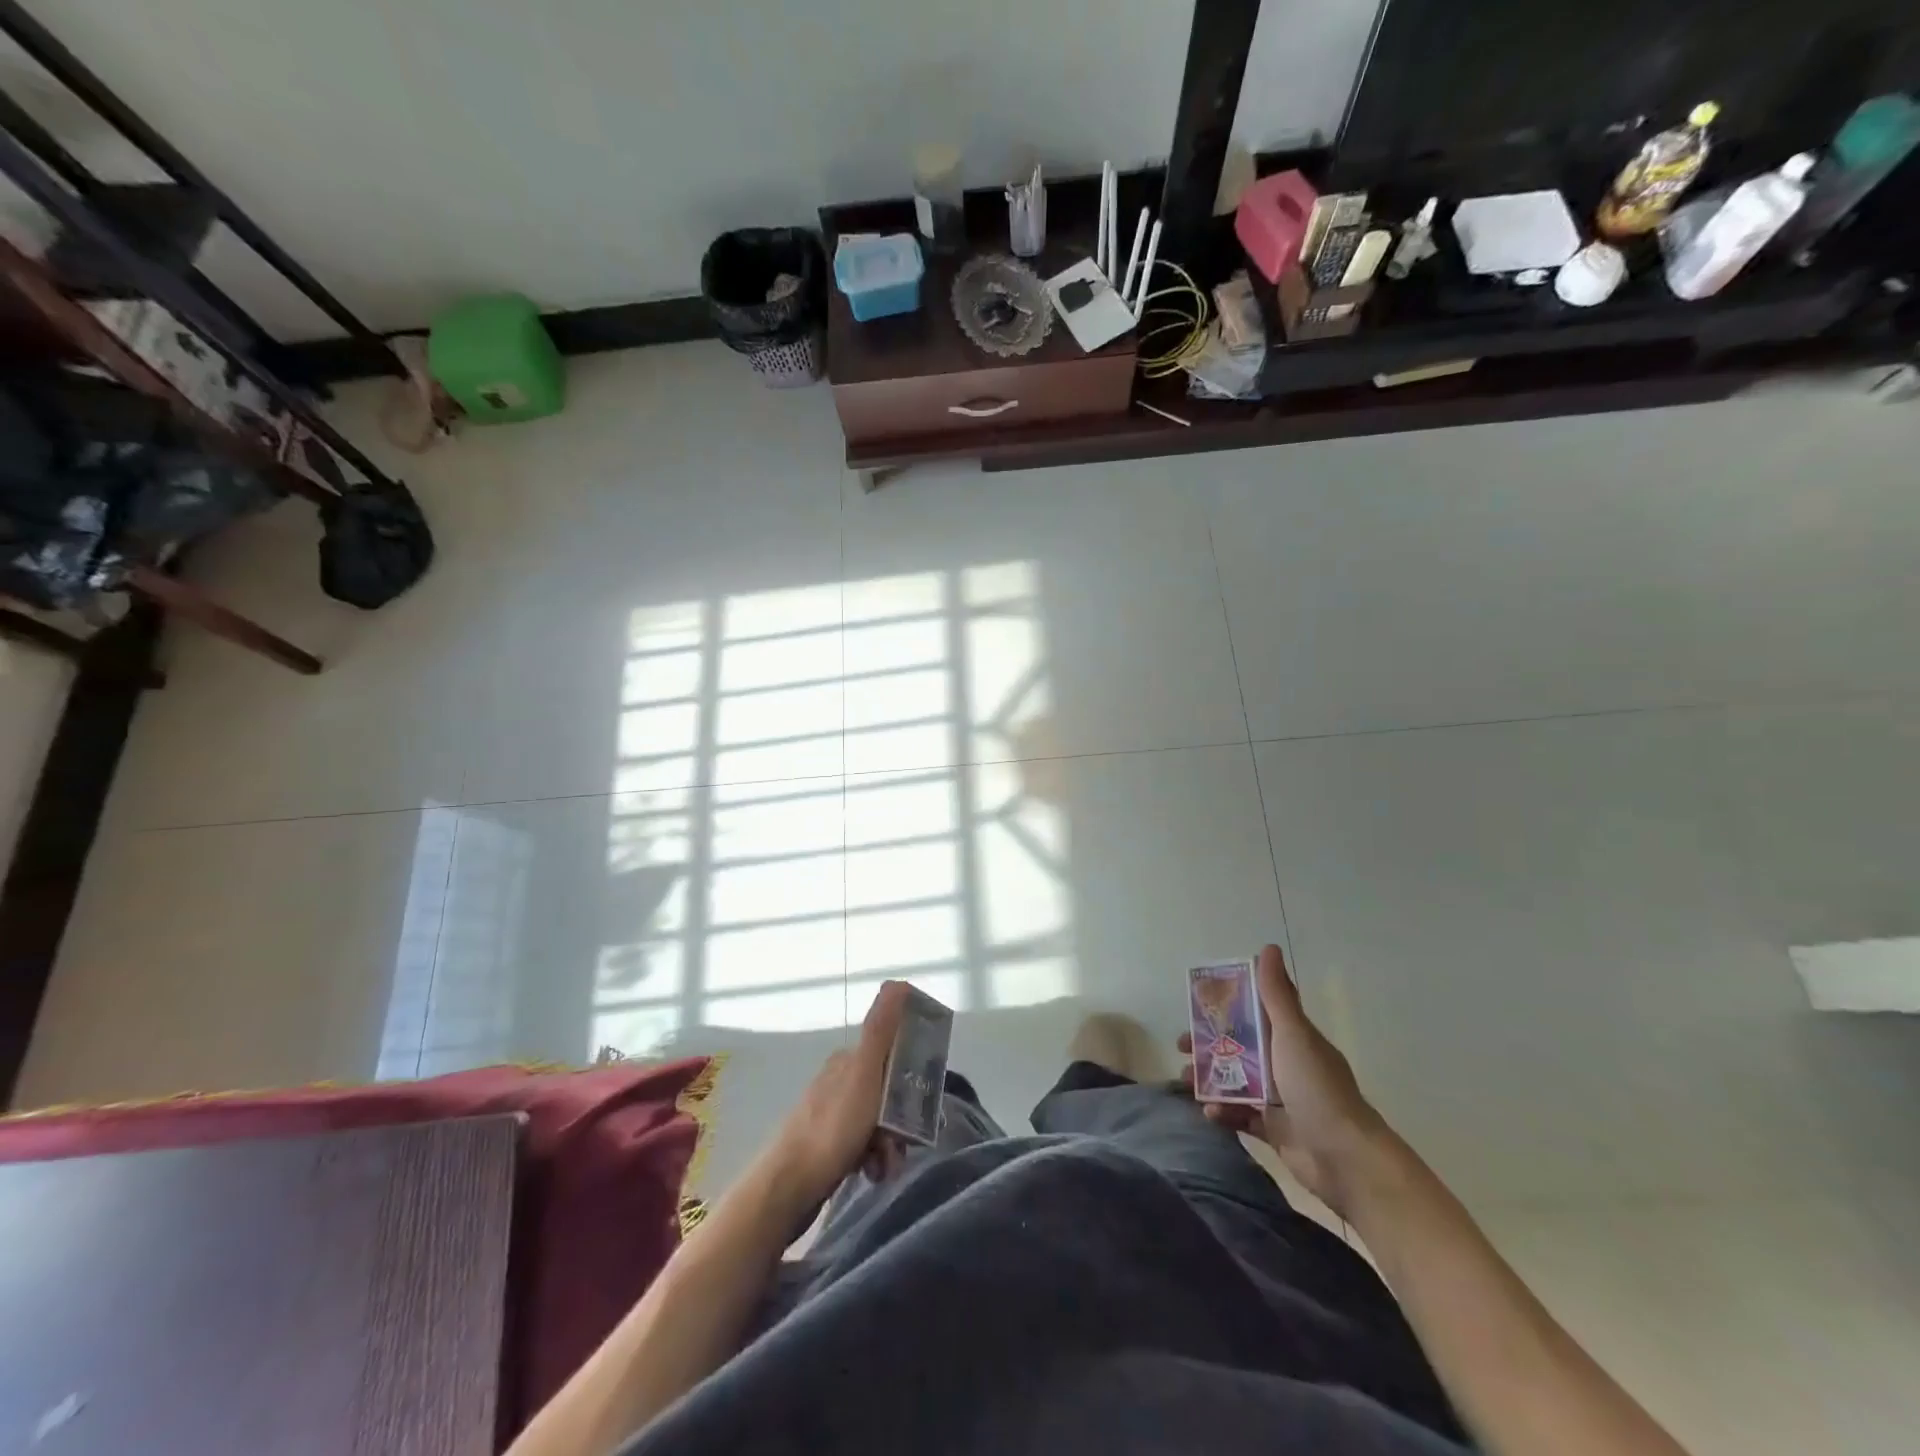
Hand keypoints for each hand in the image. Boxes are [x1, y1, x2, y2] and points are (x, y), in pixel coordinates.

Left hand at [759, 980, 911, 1211]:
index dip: (911, 1081)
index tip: (921, 1106)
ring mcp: (831, 1113)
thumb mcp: (865, 1074)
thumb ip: (882, 1030)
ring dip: (888, 1145)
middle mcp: (839, 1081)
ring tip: (884, 1167)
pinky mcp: (826, 1145)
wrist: (787, 1187)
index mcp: (849, 1060)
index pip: (894, 1059)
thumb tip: (899, 982)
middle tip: (900, 1145)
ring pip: (877, 1123)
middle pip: (888, 1095)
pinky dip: (872, 1159)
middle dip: (900, 1122)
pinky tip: (870, 1174)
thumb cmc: (833, 1128)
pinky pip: (862, 1146)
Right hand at [1181, 945, 1392, 1219]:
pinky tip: (1209, 1112)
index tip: (1197, 1006)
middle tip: (1182, 1046)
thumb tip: (1268, 947)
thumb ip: (1277, 995)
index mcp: (1291, 1039)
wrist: (1346, 1159)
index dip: (1226, 1007)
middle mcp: (1285, 1065)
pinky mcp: (1274, 1131)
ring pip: (1235, 1081)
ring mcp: (1280, 1099)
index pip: (1255, 1014)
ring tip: (1186, 1081)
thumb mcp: (1293, 1034)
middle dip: (1208, 1045)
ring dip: (1209, 1079)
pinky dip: (1223, 1113)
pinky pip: (1240, 1116)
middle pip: (1239, 1048)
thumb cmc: (1317, 1088)